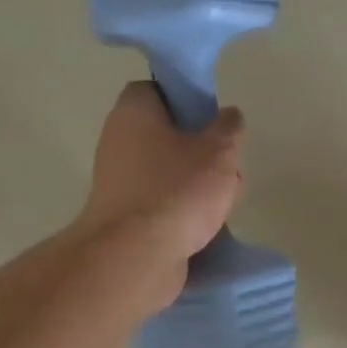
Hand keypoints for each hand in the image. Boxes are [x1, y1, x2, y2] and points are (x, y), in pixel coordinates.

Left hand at [74, 81, 245, 306]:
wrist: (136, 258)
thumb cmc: (176, 191)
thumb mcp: (218, 151)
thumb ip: (228, 128)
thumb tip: (228, 116)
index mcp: (133, 113)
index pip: (155, 90)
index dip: (185, 98)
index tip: (211, 117)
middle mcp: (118, 143)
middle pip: (166, 135)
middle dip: (201, 150)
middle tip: (226, 165)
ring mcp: (119, 183)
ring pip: (168, 173)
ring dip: (198, 186)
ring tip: (225, 202)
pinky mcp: (126, 219)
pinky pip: (161, 204)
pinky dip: (183, 213)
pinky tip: (208, 227)